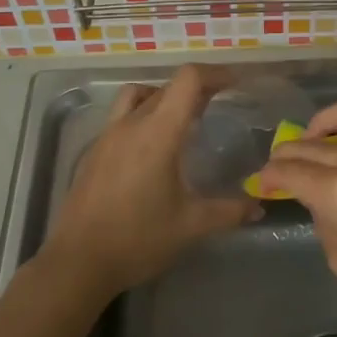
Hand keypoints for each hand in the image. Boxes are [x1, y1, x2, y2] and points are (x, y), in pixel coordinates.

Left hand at [43, 65, 259, 301]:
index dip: (214, 74)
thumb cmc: (138, 239)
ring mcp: (107, 137)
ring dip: (163, 98)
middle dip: (195, 89)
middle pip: (166, 87)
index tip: (235, 83)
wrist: (78, 262)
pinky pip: (122, 118)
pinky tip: (153, 151)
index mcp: (157, 133)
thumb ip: (229, 211)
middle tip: (218, 105)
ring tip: (182, 120)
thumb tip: (258, 207)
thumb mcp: (191, 226)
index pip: (187, 80)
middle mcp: (130, 125)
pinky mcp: (93, 153)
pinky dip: (143, 117)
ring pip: (137, 97)